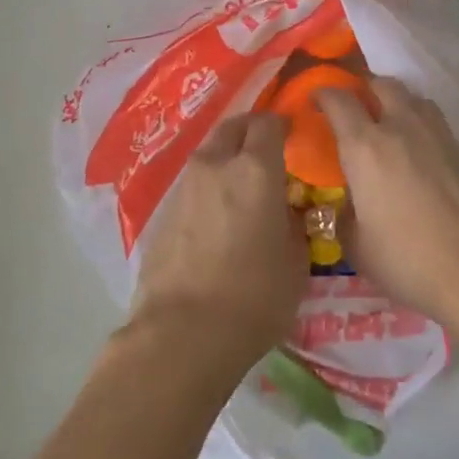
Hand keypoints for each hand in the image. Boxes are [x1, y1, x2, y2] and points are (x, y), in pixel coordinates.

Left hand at [131, 113, 307, 377]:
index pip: (269, 124)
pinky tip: (217, 215)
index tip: (294, 136)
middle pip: (232, 127)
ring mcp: (184, 187)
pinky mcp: (162, 212)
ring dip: (226, 159)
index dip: (283, 125)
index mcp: (254, 170)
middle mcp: (215, 166)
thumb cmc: (254, 297)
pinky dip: (208, 188)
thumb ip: (295, 223)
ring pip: (209, 154)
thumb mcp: (296, 262)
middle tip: (267, 150)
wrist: (182, 333)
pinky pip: (192, 185)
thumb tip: (288, 210)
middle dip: (251, 131)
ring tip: (242, 185)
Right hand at [318, 78, 458, 322]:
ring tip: (393, 127)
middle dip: (366, 89)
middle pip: (383, 85)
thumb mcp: (359, 249)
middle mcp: (403, 129)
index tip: (316, 99)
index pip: (339, 101)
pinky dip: (426, 133)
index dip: (324, 94)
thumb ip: (345, 220)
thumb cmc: (411, 261)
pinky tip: (426, 161)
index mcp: (366, 148)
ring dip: (399, 104)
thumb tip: (345, 208)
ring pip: (416, 100)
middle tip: (357, 108)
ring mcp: (441, 137)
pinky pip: (440, 128)